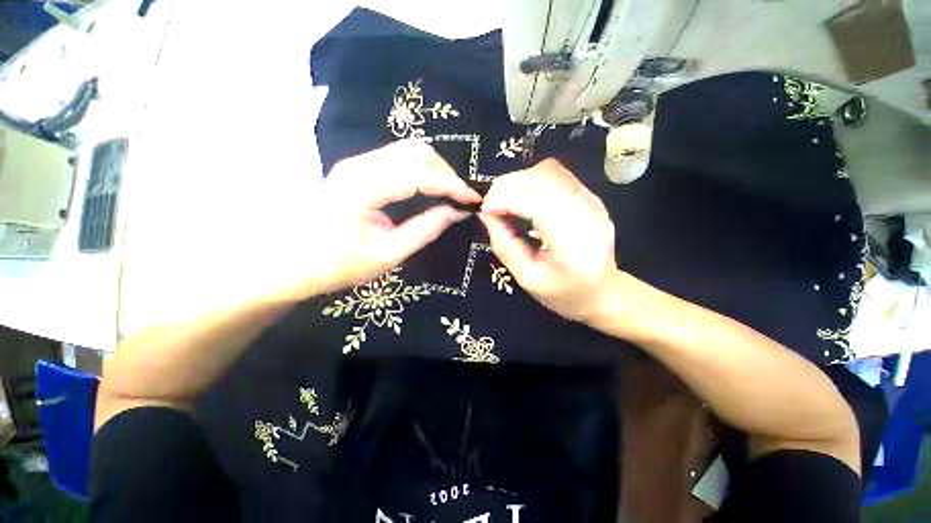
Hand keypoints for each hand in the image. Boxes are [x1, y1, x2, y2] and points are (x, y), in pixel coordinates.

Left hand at [291, 140, 480, 297]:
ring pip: (408, 151)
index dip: (452, 186)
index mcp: (363, 188)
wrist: (291, 262)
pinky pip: (398, 159)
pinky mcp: (358, 169)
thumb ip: (425, 230)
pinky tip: (429, 190)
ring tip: (449, 194)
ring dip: (434, 169)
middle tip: (460, 198)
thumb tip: (456, 212)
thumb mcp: (388, 254)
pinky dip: (420, 171)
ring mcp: (356, 163)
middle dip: (445, 173)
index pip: (420, 175)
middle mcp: (359, 165)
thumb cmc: (337, 265)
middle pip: (415, 152)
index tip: (473, 200)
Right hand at [479, 158, 618, 322]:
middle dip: (508, 186)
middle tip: (489, 203)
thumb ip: (504, 245)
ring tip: (503, 199)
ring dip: (519, 180)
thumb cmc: (564, 293)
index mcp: (574, 242)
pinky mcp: (590, 196)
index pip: (537, 204)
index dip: (506, 200)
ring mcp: (592, 201)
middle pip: (543, 180)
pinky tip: (522, 196)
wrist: (603, 293)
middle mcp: (588, 213)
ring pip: (549, 171)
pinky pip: (557, 175)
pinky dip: (532, 180)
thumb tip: (486, 214)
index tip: (484, 209)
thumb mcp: (527, 278)